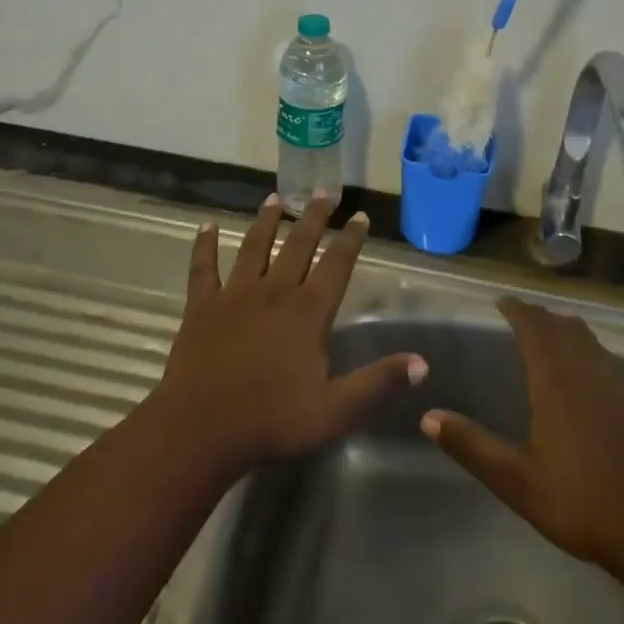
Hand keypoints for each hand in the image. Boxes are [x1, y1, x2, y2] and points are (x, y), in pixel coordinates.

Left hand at [155, 194, 425, 479]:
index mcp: (308, 311)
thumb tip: (422, 363)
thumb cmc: (272, 420)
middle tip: (324, 193)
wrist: (201, 429)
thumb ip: (379, 383)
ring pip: (254, 247)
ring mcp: (235, 294)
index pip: (337, 264)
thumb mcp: (336, 410)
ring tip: (275, 199)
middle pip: (298, 244)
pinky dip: (205, 245)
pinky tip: (207, 226)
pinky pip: (204, 268)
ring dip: (266, 221)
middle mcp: (275, 291)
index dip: (351, 239)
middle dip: (314, 217)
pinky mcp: (203, 306)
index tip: (361, 216)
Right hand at [422, 297, 623, 574]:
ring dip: (566, 330)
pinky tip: (585, 377)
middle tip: (521, 316)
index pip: (534, 327)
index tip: (502, 302)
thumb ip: (472, 446)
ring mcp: (618, 385)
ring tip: (550, 335)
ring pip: (589, 340)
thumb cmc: (580, 501)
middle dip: (540, 316)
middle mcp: (587, 371)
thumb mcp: (517, 480)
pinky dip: (588, 352)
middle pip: (563, 327)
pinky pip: (606, 360)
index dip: (517, 310)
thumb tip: (429, 417)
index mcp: (556, 381)